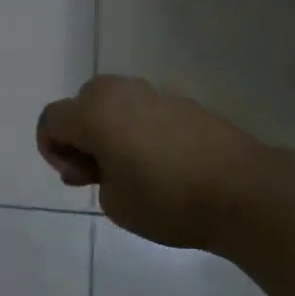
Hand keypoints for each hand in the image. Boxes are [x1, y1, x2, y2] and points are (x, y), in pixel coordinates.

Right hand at [36, 76, 267, 251]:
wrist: (243, 192)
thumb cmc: (166, 201)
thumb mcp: (113, 202)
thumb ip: (91, 176)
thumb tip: (99, 162)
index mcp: (95, 113)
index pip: (51, 120)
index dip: (51, 149)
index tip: (74, 177)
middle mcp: (122, 93)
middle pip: (81, 103)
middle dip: (79, 135)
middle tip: (96, 172)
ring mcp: (157, 94)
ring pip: (115, 103)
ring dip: (109, 130)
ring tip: (128, 168)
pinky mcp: (185, 103)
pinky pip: (145, 110)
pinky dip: (138, 129)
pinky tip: (159, 162)